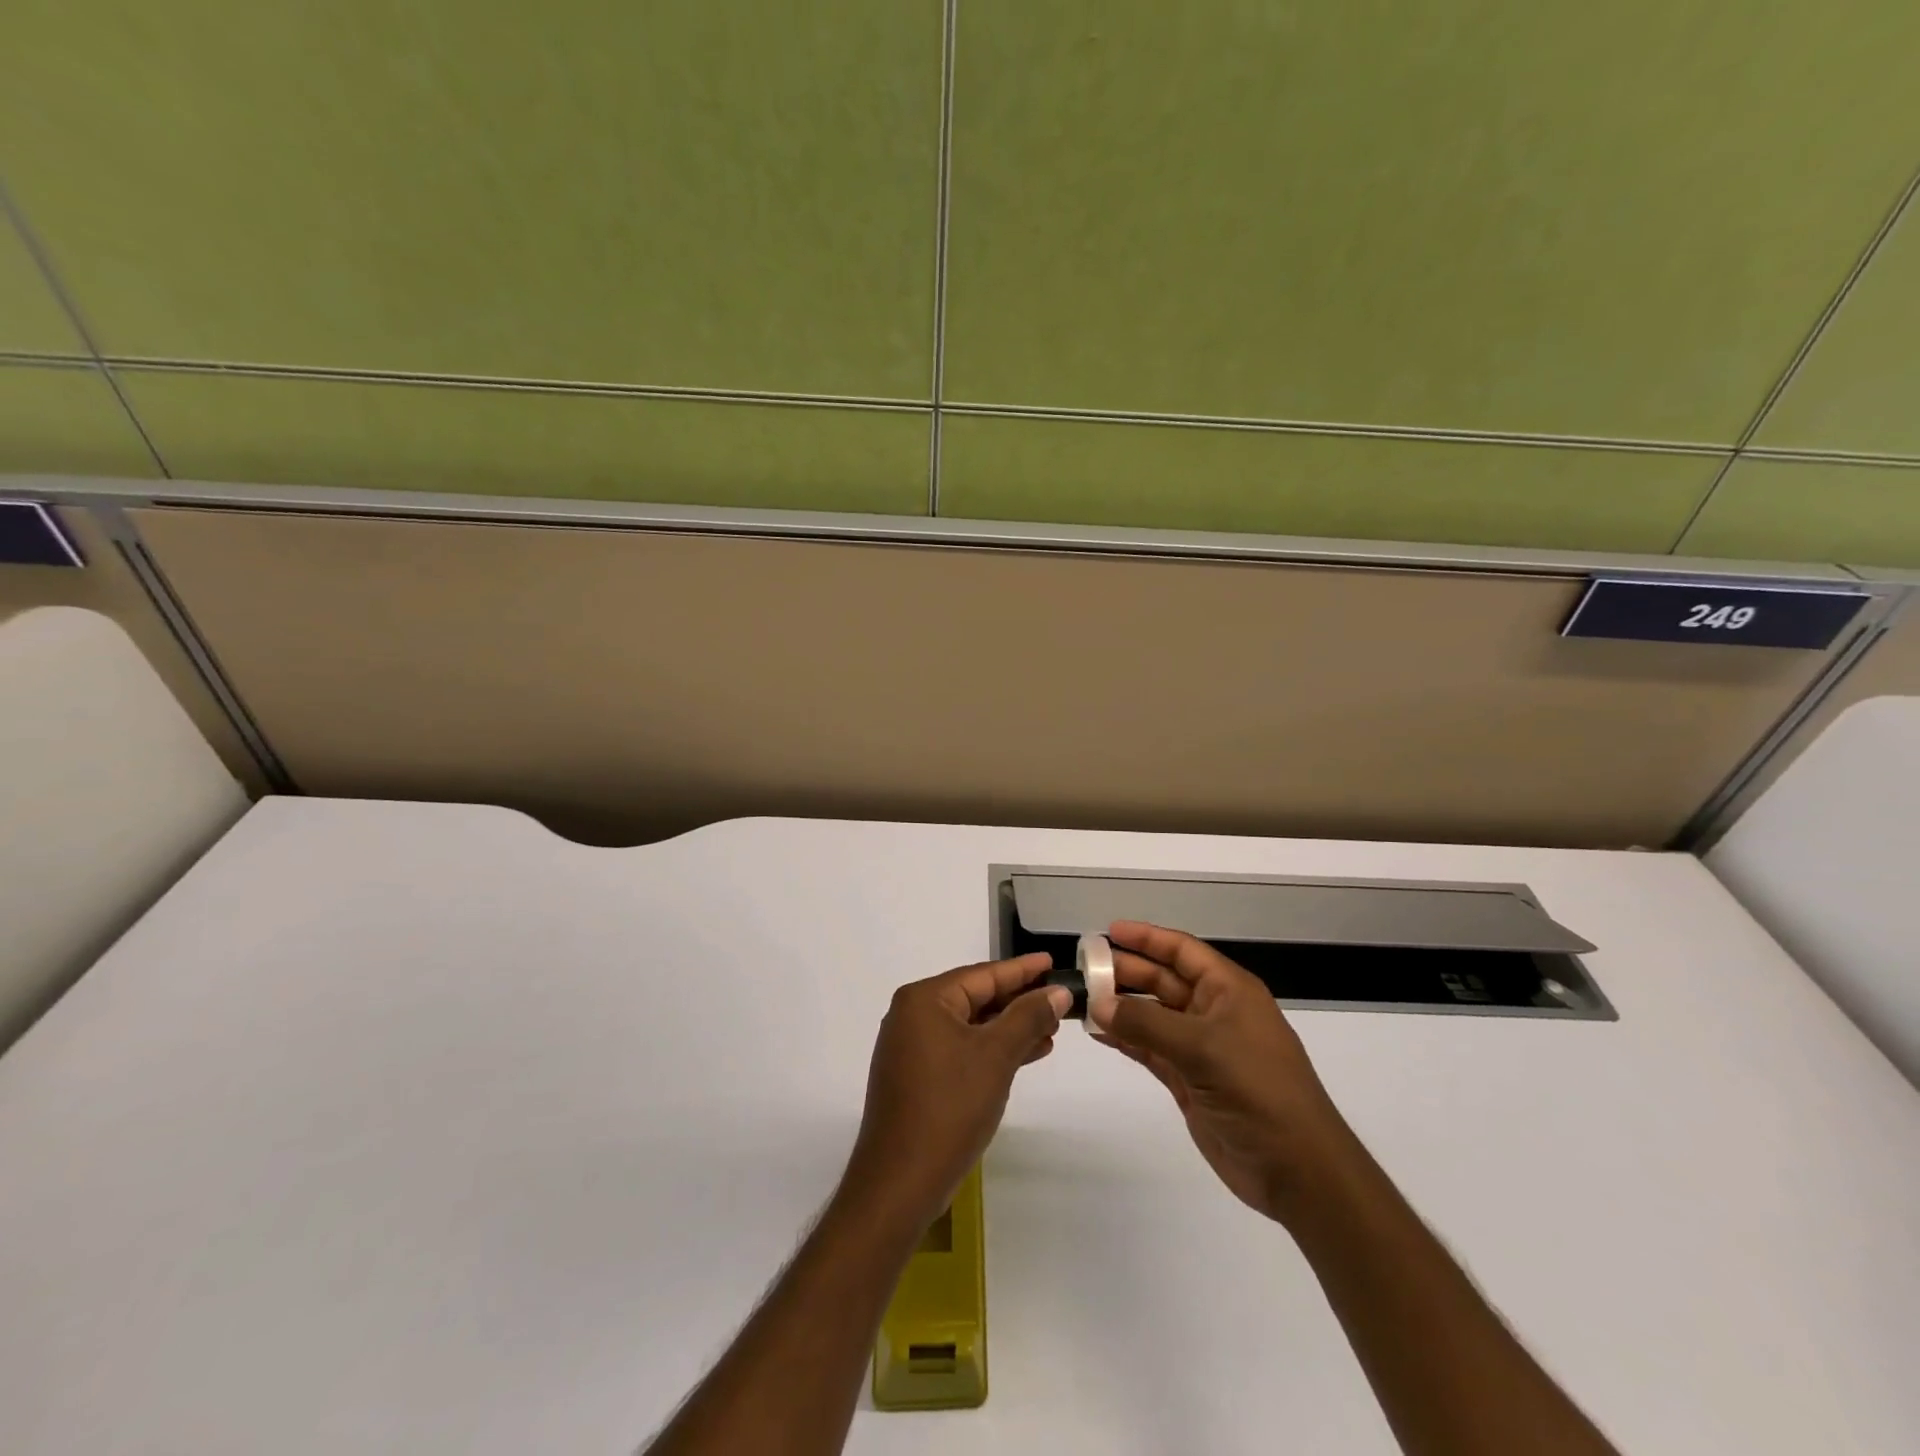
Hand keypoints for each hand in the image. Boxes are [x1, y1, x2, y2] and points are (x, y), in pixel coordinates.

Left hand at [843, 954, 1068, 1225]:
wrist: (900, 1183)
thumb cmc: (949, 1108)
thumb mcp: (996, 1056)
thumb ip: (1028, 1017)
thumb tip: (1057, 991)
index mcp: (924, 1000)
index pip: (982, 975)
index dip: (1022, 970)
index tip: (1052, 961)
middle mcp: (912, 1016)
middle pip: (975, 998)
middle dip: (1018, 1002)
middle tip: (1059, 1000)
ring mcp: (911, 1048)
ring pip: (970, 1027)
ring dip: (1009, 1029)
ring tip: (1051, 1032)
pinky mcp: (916, 1077)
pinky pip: (960, 1050)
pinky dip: (991, 1051)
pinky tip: (1023, 1056)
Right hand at [1089, 921, 1358, 1224]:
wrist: (1297, 1169)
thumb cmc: (1258, 1091)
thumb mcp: (1203, 1048)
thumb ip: (1146, 1024)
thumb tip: (1097, 1005)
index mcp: (1229, 991)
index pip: (1183, 950)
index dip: (1147, 938)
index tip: (1108, 932)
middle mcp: (1214, 1012)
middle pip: (1163, 980)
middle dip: (1126, 972)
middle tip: (1084, 970)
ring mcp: (1201, 1048)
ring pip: (1153, 1015)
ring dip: (1121, 1007)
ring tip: (1082, 999)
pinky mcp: (1189, 1079)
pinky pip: (1150, 1048)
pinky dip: (1125, 1039)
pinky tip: (1097, 1033)